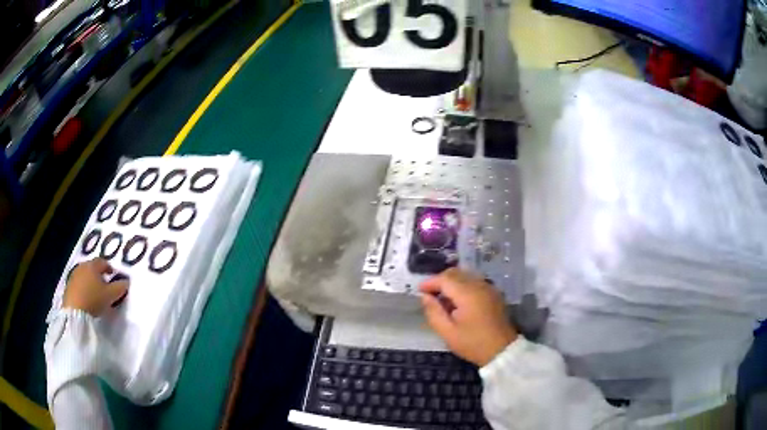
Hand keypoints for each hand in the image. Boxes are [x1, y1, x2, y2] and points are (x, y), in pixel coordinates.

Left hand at [63, 258, 128, 316]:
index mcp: (93, 266)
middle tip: (104, 284)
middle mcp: (82, 267)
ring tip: (95, 293)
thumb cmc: (94, 299)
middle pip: (92, 268)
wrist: (74, 311)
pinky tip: (87, 299)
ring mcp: (73, 276)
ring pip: (84, 275)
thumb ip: (120, 288)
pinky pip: (78, 284)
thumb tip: (126, 282)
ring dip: (90, 281)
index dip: (108, 267)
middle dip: (98, 274)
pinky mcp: (68, 287)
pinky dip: (83, 288)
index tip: (112, 274)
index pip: (102, 262)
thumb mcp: (111, 296)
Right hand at [419, 268, 516, 366]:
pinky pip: (474, 282)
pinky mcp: (494, 293)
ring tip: (442, 299)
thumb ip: (434, 312)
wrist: (502, 350)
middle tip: (429, 295)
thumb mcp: (448, 332)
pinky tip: (458, 301)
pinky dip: (463, 286)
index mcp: (468, 294)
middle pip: (456, 273)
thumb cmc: (473, 343)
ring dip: (452, 283)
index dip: (430, 282)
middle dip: (440, 280)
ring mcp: (489, 288)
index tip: (419, 291)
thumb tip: (424, 296)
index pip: (445, 279)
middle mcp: (479, 285)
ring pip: (465, 275)